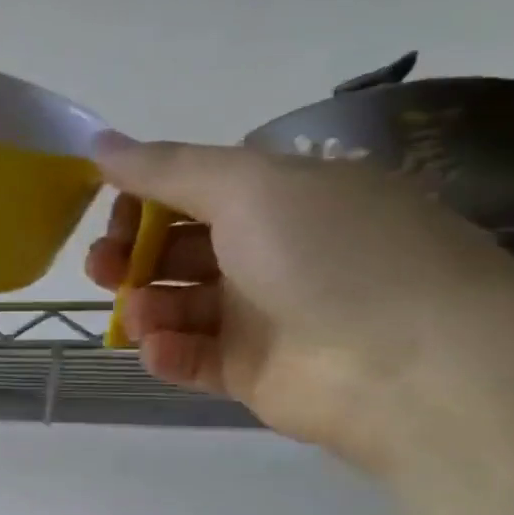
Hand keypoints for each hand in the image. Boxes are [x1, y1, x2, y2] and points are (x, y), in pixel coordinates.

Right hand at [84, 134, 513, 469]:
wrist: (415, 368)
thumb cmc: (332, 254)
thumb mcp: (248, 186)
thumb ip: (165, 168)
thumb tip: (97, 143)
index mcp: (282, 198)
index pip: (192, 192)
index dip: (143, 200)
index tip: (110, 214)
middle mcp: (270, 252)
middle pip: (176, 249)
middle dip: (130, 256)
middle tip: (106, 268)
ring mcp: (261, 315)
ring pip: (176, 304)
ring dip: (146, 305)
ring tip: (143, 317)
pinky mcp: (251, 371)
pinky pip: (191, 356)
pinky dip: (167, 352)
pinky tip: (161, 349)